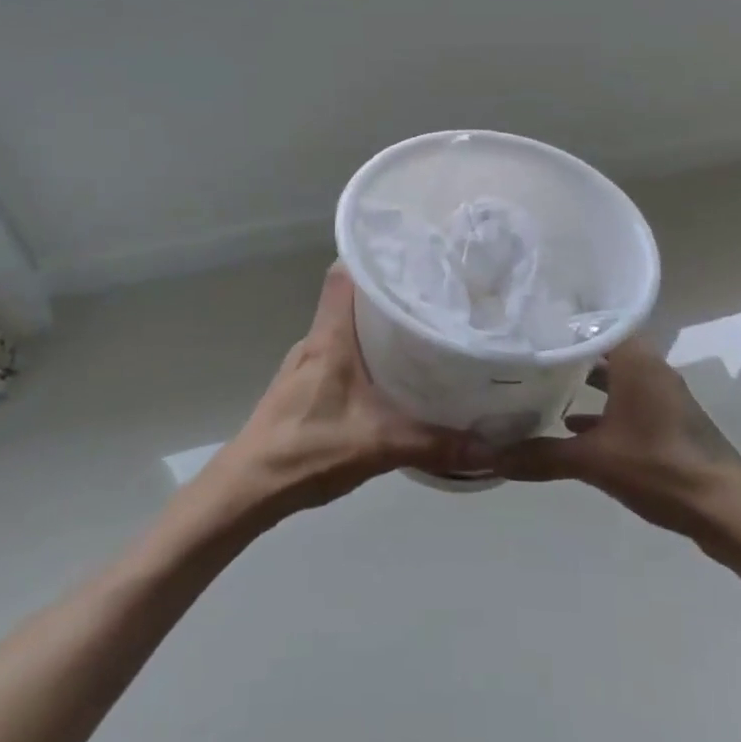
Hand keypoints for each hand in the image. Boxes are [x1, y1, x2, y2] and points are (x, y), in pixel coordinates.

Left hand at [198, 265, 490, 523]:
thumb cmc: (307, 450)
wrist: (247, 489)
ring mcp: (306, 364)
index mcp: (329, 338)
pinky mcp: (304, 386)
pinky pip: (341, 353)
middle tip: (434, 293)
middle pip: (351, 298)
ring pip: (346, 328)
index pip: (344, 274)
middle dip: (390, 291)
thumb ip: (436, 444)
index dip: (373, 255)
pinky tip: (392, 374)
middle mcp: (316, 341)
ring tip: (422, 329)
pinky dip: (366, 353)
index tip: (412, 252)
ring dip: (378, 325)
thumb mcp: (379, 445)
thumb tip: (493, 446)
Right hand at [490, 337, 740, 561]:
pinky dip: (600, 407)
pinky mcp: (666, 421)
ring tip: (540, 381)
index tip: (527, 317)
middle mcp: (651, 369)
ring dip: (583, 379)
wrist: (727, 513)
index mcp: (638, 362)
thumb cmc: (662, 469)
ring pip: (615, 376)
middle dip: (566, 349)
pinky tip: (570, 425)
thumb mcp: (594, 461)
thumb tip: (487, 455)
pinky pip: (625, 401)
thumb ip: (540, 456)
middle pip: (602, 347)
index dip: (562, 318)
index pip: (596, 321)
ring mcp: (661, 396)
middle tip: (524, 347)